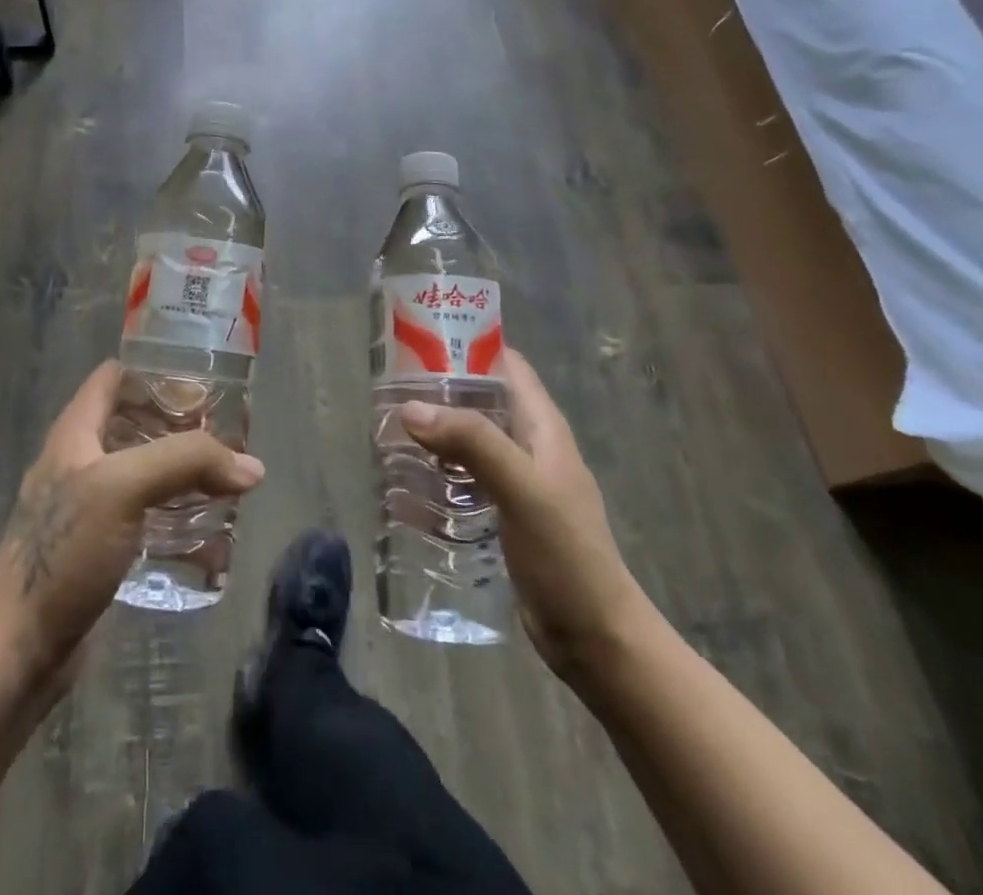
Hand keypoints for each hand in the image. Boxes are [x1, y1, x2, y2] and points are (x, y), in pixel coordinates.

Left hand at [0, 361, 265, 692]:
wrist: (17, 650)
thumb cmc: (63, 552)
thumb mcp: (123, 488)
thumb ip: (186, 463)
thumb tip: (252, 467)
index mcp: (76, 432)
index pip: (115, 376)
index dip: (156, 371)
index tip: (204, 382)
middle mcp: (81, 461)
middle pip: (136, 423)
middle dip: (182, 425)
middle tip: (229, 434)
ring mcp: (90, 507)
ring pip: (146, 473)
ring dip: (184, 474)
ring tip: (229, 480)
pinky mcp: (101, 549)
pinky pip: (147, 519)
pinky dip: (177, 519)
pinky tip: (210, 534)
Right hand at [400, 348, 650, 679]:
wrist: (595, 639)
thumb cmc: (566, 555)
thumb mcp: (522, 489)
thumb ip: (473, 443)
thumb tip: (411, 408)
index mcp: (542, 426)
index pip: (505, 365)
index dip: (467, 345)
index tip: (418, 342)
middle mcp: (529, 446)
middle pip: (479, 401)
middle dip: (438, 393)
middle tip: (388, 393)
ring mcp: (516, 482)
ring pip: (468, 441)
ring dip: (433, 435)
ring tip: (387, 434)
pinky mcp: (504, 515)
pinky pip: (464, 481)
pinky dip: (436, 475)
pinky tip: (405, 485)